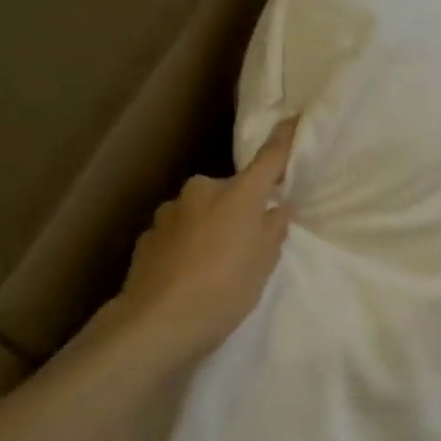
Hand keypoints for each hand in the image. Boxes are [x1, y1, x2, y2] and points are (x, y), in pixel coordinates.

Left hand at [111, 116, 298, 364]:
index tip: (293, 118)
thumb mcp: (263, 263)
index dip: (283, 139)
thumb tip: (276, 209)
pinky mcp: (147, 236)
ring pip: (200, 213)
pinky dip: (186, 246)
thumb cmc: (226, 289)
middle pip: (229, 192)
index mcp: (237, 194)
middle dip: (238, 209)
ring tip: (213, 266)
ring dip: (209, 228)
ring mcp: (169, 212)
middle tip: (246, 244)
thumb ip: (273, 231)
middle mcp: (201, 191)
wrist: (159, 321)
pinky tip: (187, 275)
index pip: (268, 159)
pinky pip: (178, 233)